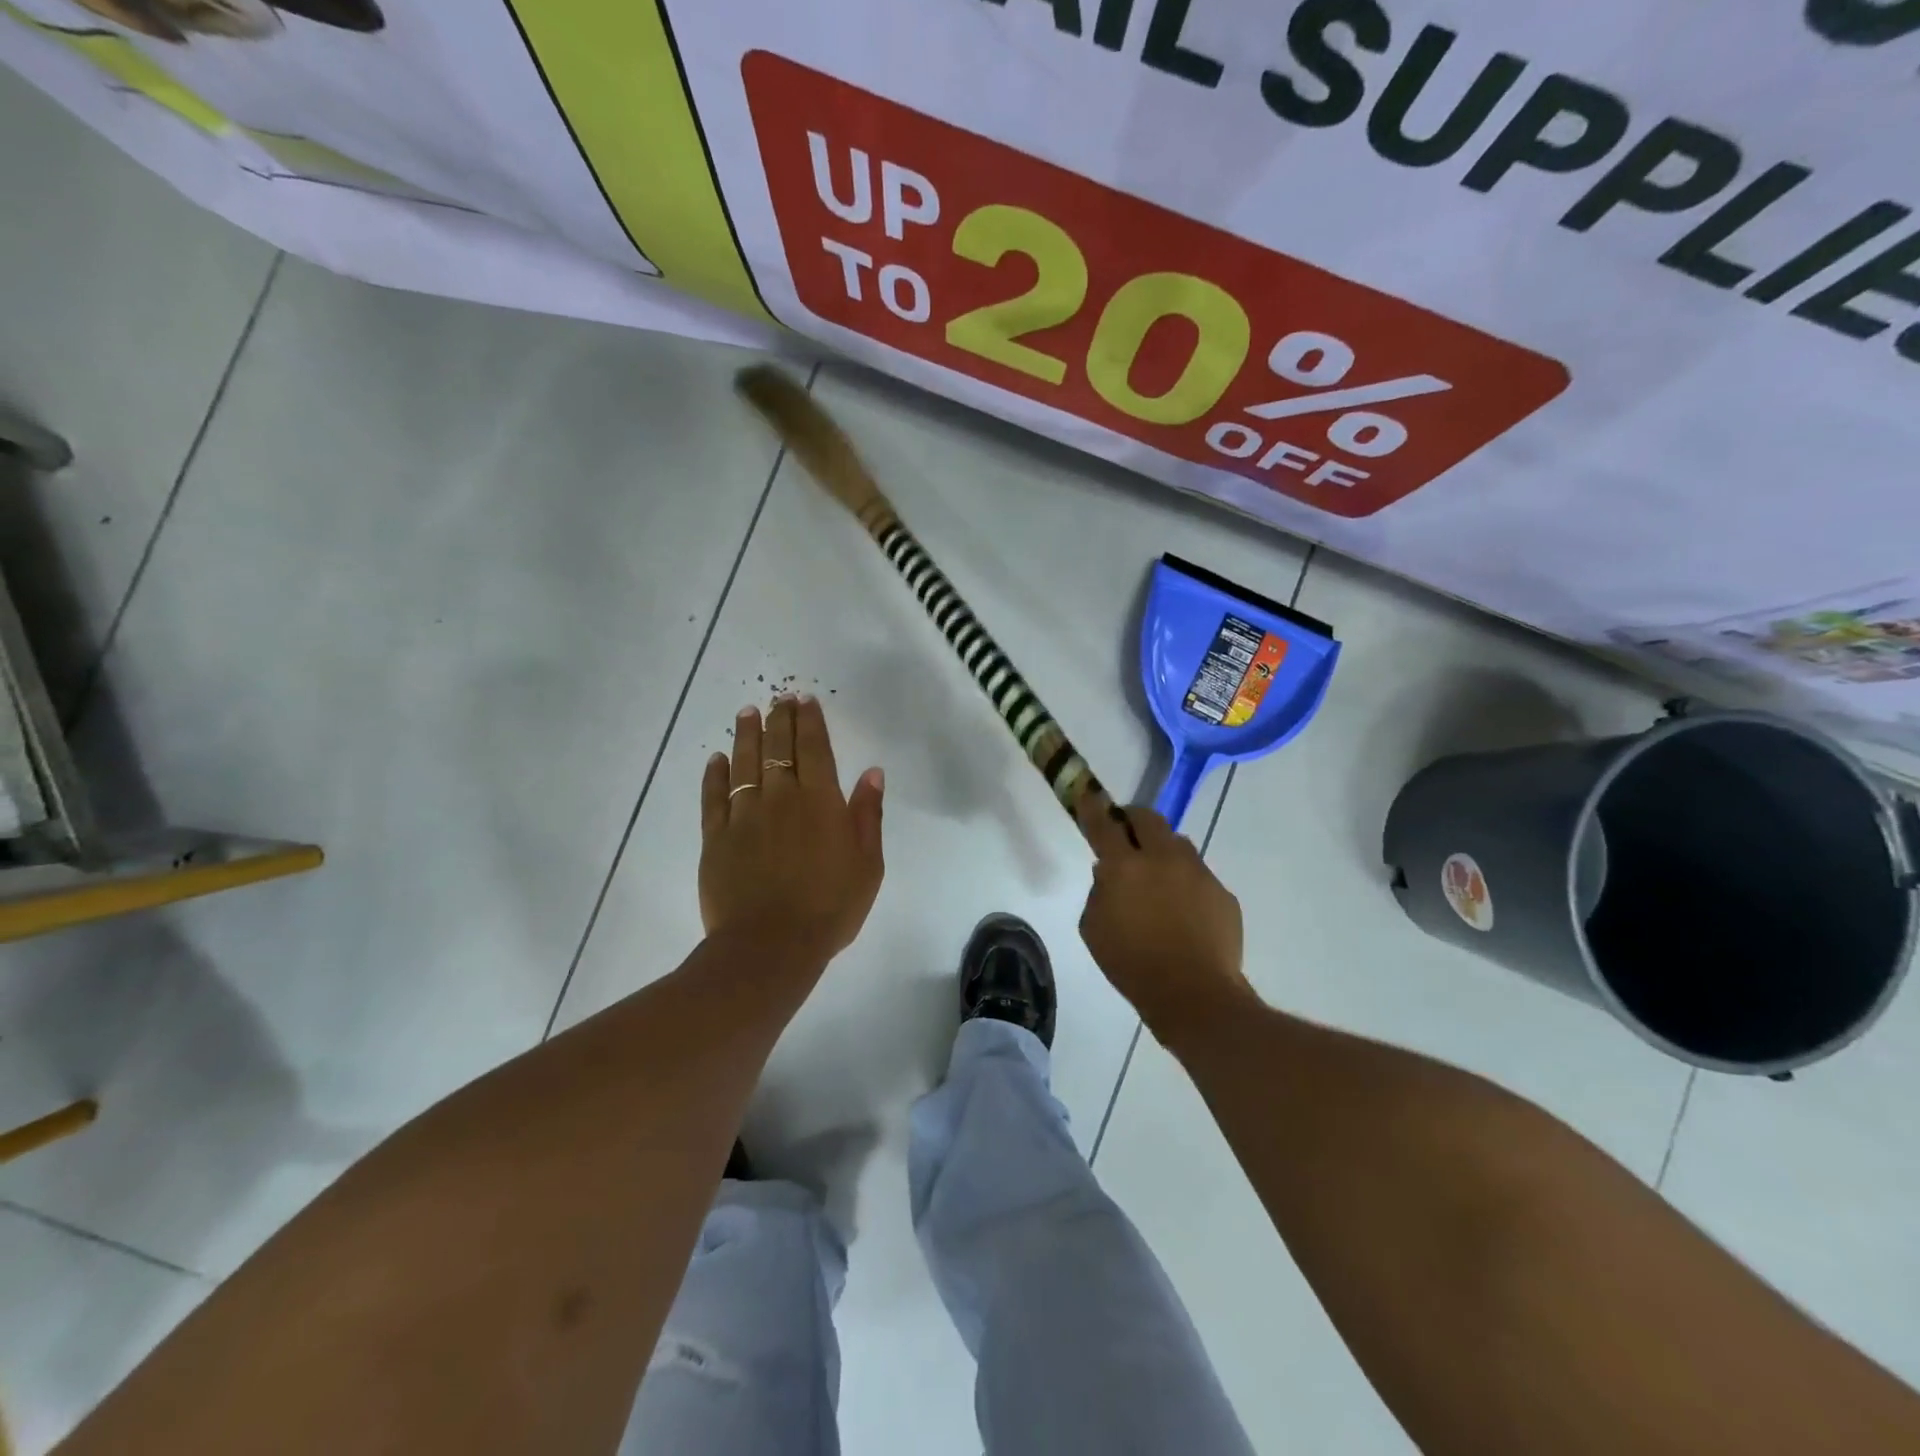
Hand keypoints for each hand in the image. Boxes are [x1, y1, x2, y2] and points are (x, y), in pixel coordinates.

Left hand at [700, 695, 885, 962]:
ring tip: (748, 712)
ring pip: (745, 764)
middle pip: (779, 748)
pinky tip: (717, 759)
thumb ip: (868, 815)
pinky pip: (714, 797)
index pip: (814, 749)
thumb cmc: (830, 907)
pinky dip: (715, 775)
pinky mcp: (717, 837)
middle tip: (778, 698)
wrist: (771, 946)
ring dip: (747, 735)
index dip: (810, 721)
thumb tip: (872, 772)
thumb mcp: (868, 864)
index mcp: (820, 802)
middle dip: (780, 719)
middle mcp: (781, 798)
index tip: (804, 700)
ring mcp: (745, 816)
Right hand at [1076, 797, 1255, 1045]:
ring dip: (1162, 851)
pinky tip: (1182, 913)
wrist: (1195, 995)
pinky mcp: (1222, 892)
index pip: (1104, 824)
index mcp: (1125, 866)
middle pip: (1148, 819)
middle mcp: (1163, 858)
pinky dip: (1186, 884)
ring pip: (1178, 844)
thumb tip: (1110, 875)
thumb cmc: (1132, 964)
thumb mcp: (1094, 928)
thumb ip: (1099, 892)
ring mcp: (1198, 873)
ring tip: (1157, 879)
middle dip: (1133, 820)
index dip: (1093, 807)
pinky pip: (1198, 876)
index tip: (1088, 795)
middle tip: (1126, 835)